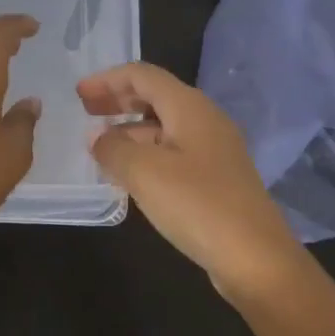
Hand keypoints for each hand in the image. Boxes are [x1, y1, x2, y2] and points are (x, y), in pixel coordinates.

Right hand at [78, 62, 306, 299]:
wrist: (256, 259)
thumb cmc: (197, 205)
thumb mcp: (144, 173)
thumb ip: (113, 148)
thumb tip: (97, 137)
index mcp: (189, 107)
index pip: (143, 75)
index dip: (108, 80)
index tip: (78, 95)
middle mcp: (205, 119)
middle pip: (155, 96)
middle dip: (119, 100)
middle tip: (85, 112)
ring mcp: (214, 149)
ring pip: (164, 125)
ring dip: (130, 129)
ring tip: (100, 146)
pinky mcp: (217, 177)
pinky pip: (174, 151)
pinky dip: (146, 152)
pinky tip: (128, 174)